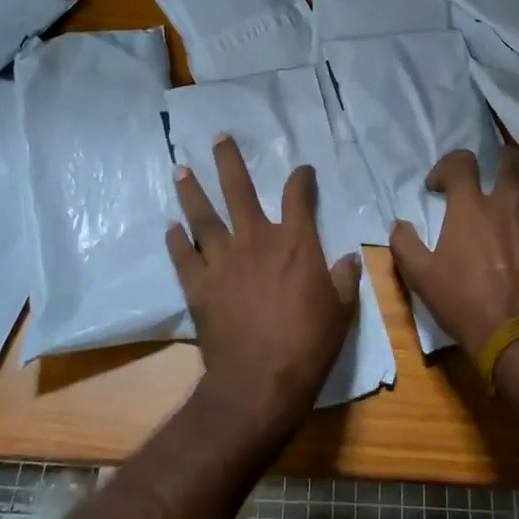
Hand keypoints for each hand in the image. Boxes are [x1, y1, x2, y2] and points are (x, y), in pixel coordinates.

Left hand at [167, 135, 358, 443]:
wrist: (260, 380)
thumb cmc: (308, 343)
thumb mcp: (341, 310)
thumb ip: (344, 278)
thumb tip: (347, 259)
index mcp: (295, 242)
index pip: (299, 196)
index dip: (302, 178)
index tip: (303, 170)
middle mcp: (255, 240)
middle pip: (239, 190)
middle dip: (229, 161)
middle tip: (218, 138)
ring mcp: (222, 261)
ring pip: (203, 216)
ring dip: (191, 192)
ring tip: (181, 170)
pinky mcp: (198, 285)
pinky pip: (183, 256)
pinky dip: (176, 241)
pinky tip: (170, 228)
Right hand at [390, 145, 518, 359]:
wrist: (515, 336)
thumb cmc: (463, 302)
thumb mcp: (419, 276)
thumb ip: (404, 243)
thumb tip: (399, 223)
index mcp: (470, 207)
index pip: (461, 162)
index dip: (446, 166)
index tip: (438, 187)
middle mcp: (506, 204)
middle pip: (512, 160)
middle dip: (501, 155)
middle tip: (493, 166)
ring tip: (516, 187)